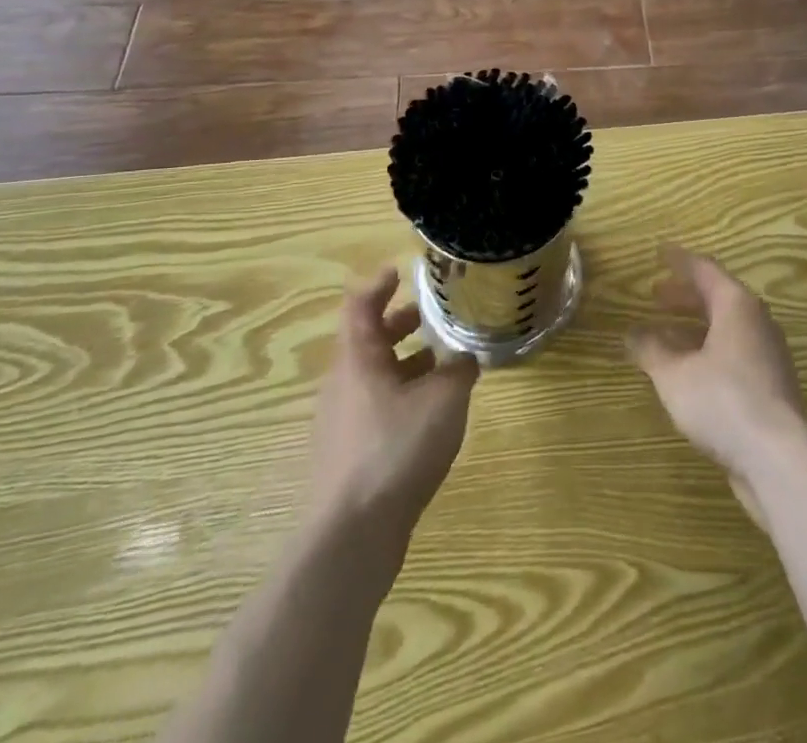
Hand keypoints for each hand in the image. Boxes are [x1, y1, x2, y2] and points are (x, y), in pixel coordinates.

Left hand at [307, 269, 478, 543]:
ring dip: (405, 362)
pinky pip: (376, 407)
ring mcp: (342, 421)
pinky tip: (431, 413)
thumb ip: (459, 370)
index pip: (360, 305)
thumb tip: (465, 358)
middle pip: (367, 339)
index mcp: (358, 359)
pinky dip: (402, 395)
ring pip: (374, 376)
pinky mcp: (349, 454)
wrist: (351, 536)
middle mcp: (343, 383)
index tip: (403, 271)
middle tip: (433, 314)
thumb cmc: (396, 449)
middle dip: (400, 323)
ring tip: (442, 363)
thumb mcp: (444, 399)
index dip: (380, 284)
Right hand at [627, 246, 806, 522]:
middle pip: (717, 297)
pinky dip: (706, 350)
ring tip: (663, 334)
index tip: (658, 253)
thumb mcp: (674, 374)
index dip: (679, 261)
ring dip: (694, 327)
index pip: (704, 269)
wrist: (779, 458)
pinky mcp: (769, 384)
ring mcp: (767, 353)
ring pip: (725, 327)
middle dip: (684, 295)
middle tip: (655, 294)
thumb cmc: (723, 401)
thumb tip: (633, 332)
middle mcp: (756, 321)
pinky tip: (686, 371)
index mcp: (736, 305)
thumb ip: (651, 350)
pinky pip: (732, 352)